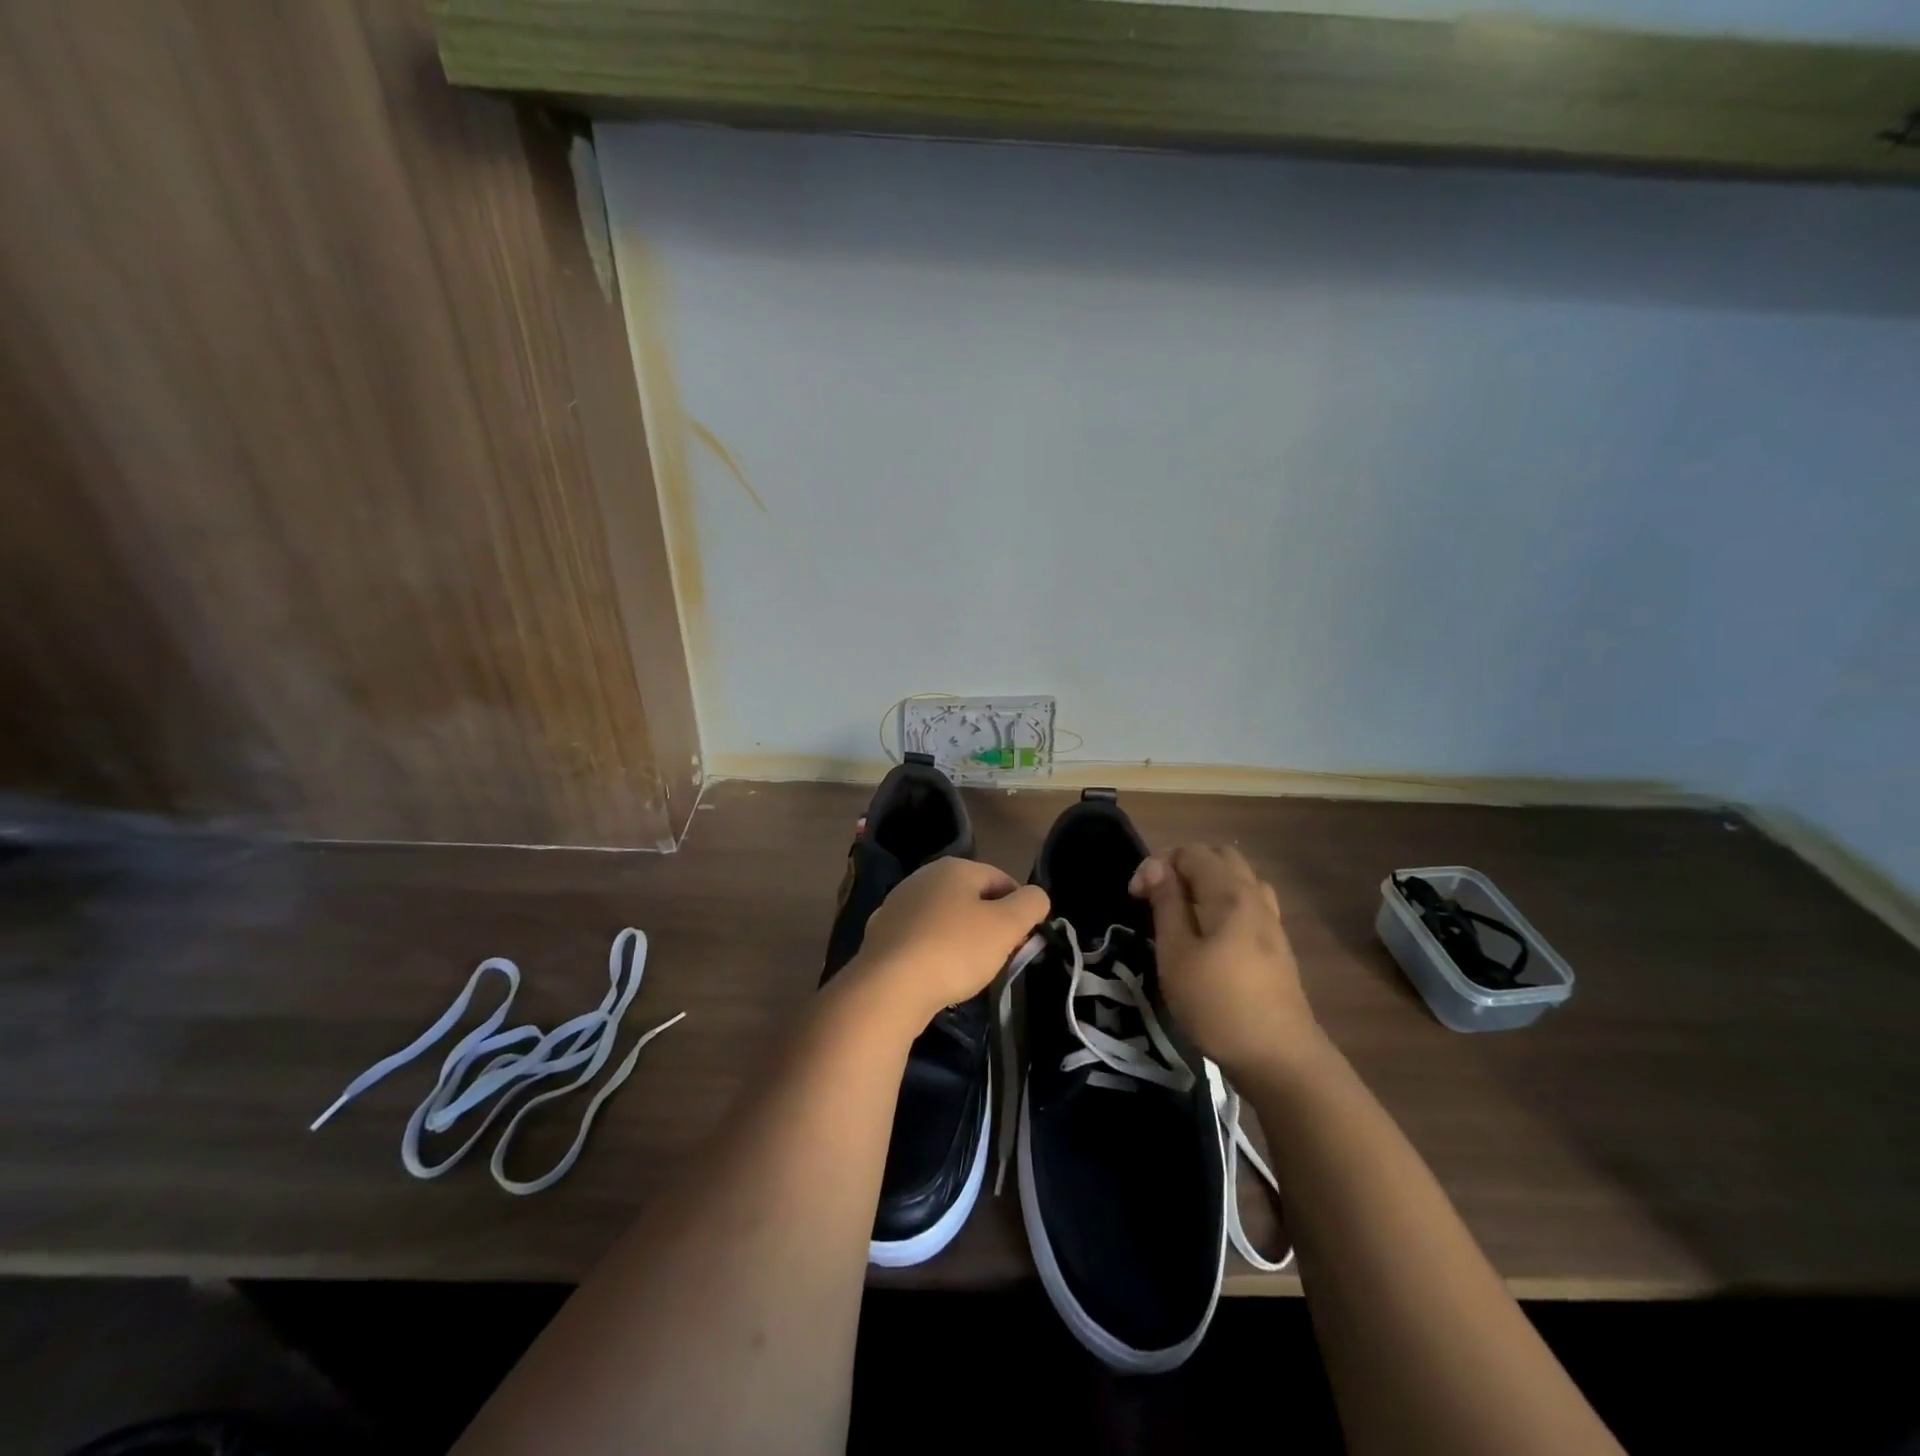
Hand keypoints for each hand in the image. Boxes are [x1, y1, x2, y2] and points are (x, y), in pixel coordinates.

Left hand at [847, 858, 1049, 1028]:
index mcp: (954, 867)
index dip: (1019, 909)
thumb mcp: (1006, 926)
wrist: (889, 987)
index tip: (1024, 941)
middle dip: (990, 925)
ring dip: (961, 939)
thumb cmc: (954, 950)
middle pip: (971, 898)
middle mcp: (922, 877)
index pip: (1001, 879)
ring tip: (969, 971)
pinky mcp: (881, 933)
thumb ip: (1031, 904)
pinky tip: (937, 974)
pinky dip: (934, 952)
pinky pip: (920, 938)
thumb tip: (1035, 897)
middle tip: (1000, 957)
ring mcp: (897, 904)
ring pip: (944, 918)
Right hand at [1129, 844, 1319, 1079]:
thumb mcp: (1176, 954)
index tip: (1136, 897)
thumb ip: (1167, 904)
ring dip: (1206, 882)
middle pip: (1219, 857)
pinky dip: (1224, 901)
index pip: (1191, 852)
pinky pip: (1249, 902)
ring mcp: (1271, 921)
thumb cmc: (1218, 1004)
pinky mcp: (1277, 945)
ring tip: (1183, 911)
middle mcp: (1255, 896)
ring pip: (1238, 878)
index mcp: (1230, 893)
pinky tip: (1211, 932)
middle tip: (1157, 897)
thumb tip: (1157, 867)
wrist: (1280, 1058)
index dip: (1158, 864)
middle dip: (1183, 866)